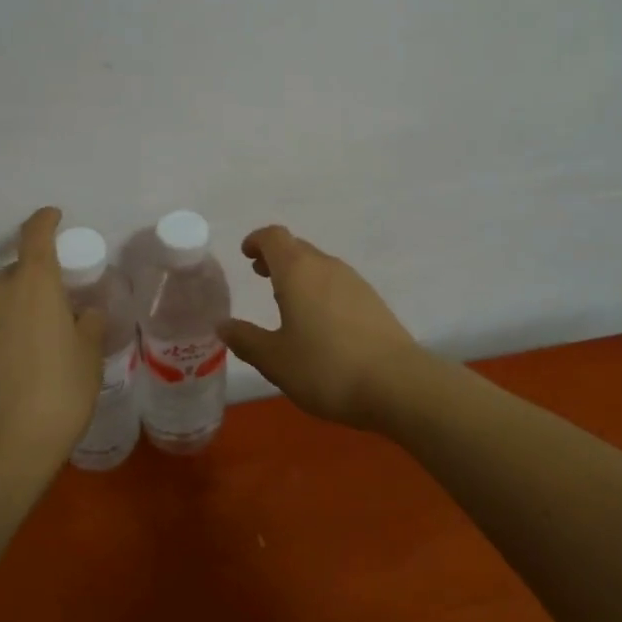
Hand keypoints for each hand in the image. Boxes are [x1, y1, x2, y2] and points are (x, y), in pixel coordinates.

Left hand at [0, 207, 104, 497]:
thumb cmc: (56, 396)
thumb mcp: (87, 360)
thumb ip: (87, 327)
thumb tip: (82, 314)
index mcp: (33, 284)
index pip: (36, 234)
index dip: (45, 220)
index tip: (55, 215)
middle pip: (18, 271)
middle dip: (38, 279)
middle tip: (61, 304)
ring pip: (1, 300)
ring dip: (21, 307)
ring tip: (43, 339)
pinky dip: (5, 331)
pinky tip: (22, 361)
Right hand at [220, 226, 427, 429]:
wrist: (398, 384)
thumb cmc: (326, 368)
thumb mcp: (275, 360)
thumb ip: (246, 339)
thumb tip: (223, 324)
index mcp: (298, 271)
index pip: (274, 237)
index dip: (257, 241)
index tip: (246, 255)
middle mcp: (327, 266)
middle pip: (297, 248)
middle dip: (276, 258)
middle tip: (260, 277)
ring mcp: (355, 282)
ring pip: (319, 266)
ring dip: (299, 275)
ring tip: (287, 303)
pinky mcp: (373, 302)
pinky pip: (338, 284)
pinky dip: (320, 291)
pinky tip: (320, 323)